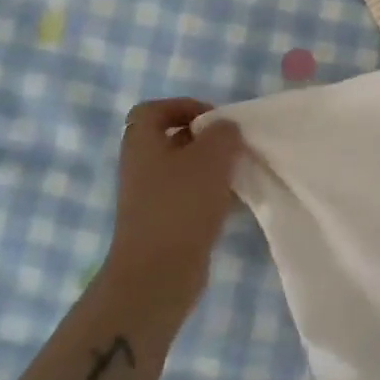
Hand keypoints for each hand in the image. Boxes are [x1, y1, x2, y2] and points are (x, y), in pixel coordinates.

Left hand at [101, 98, 244, 326]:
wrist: (158, 273)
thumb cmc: (181, 204)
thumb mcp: (212, 156)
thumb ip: (224, 133)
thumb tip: (225, 129)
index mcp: (142, 144)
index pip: (153, 110)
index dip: (183, 106)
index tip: (214, 118)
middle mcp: (141, 167)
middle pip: (171, 139)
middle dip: (205, 138)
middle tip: (233, 144)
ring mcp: (150, 197)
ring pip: (184, 168)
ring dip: (211, 167)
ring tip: (238, 172)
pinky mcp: (164, 222)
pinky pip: (189, 195)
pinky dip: (211, 193)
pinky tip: (233, 200)